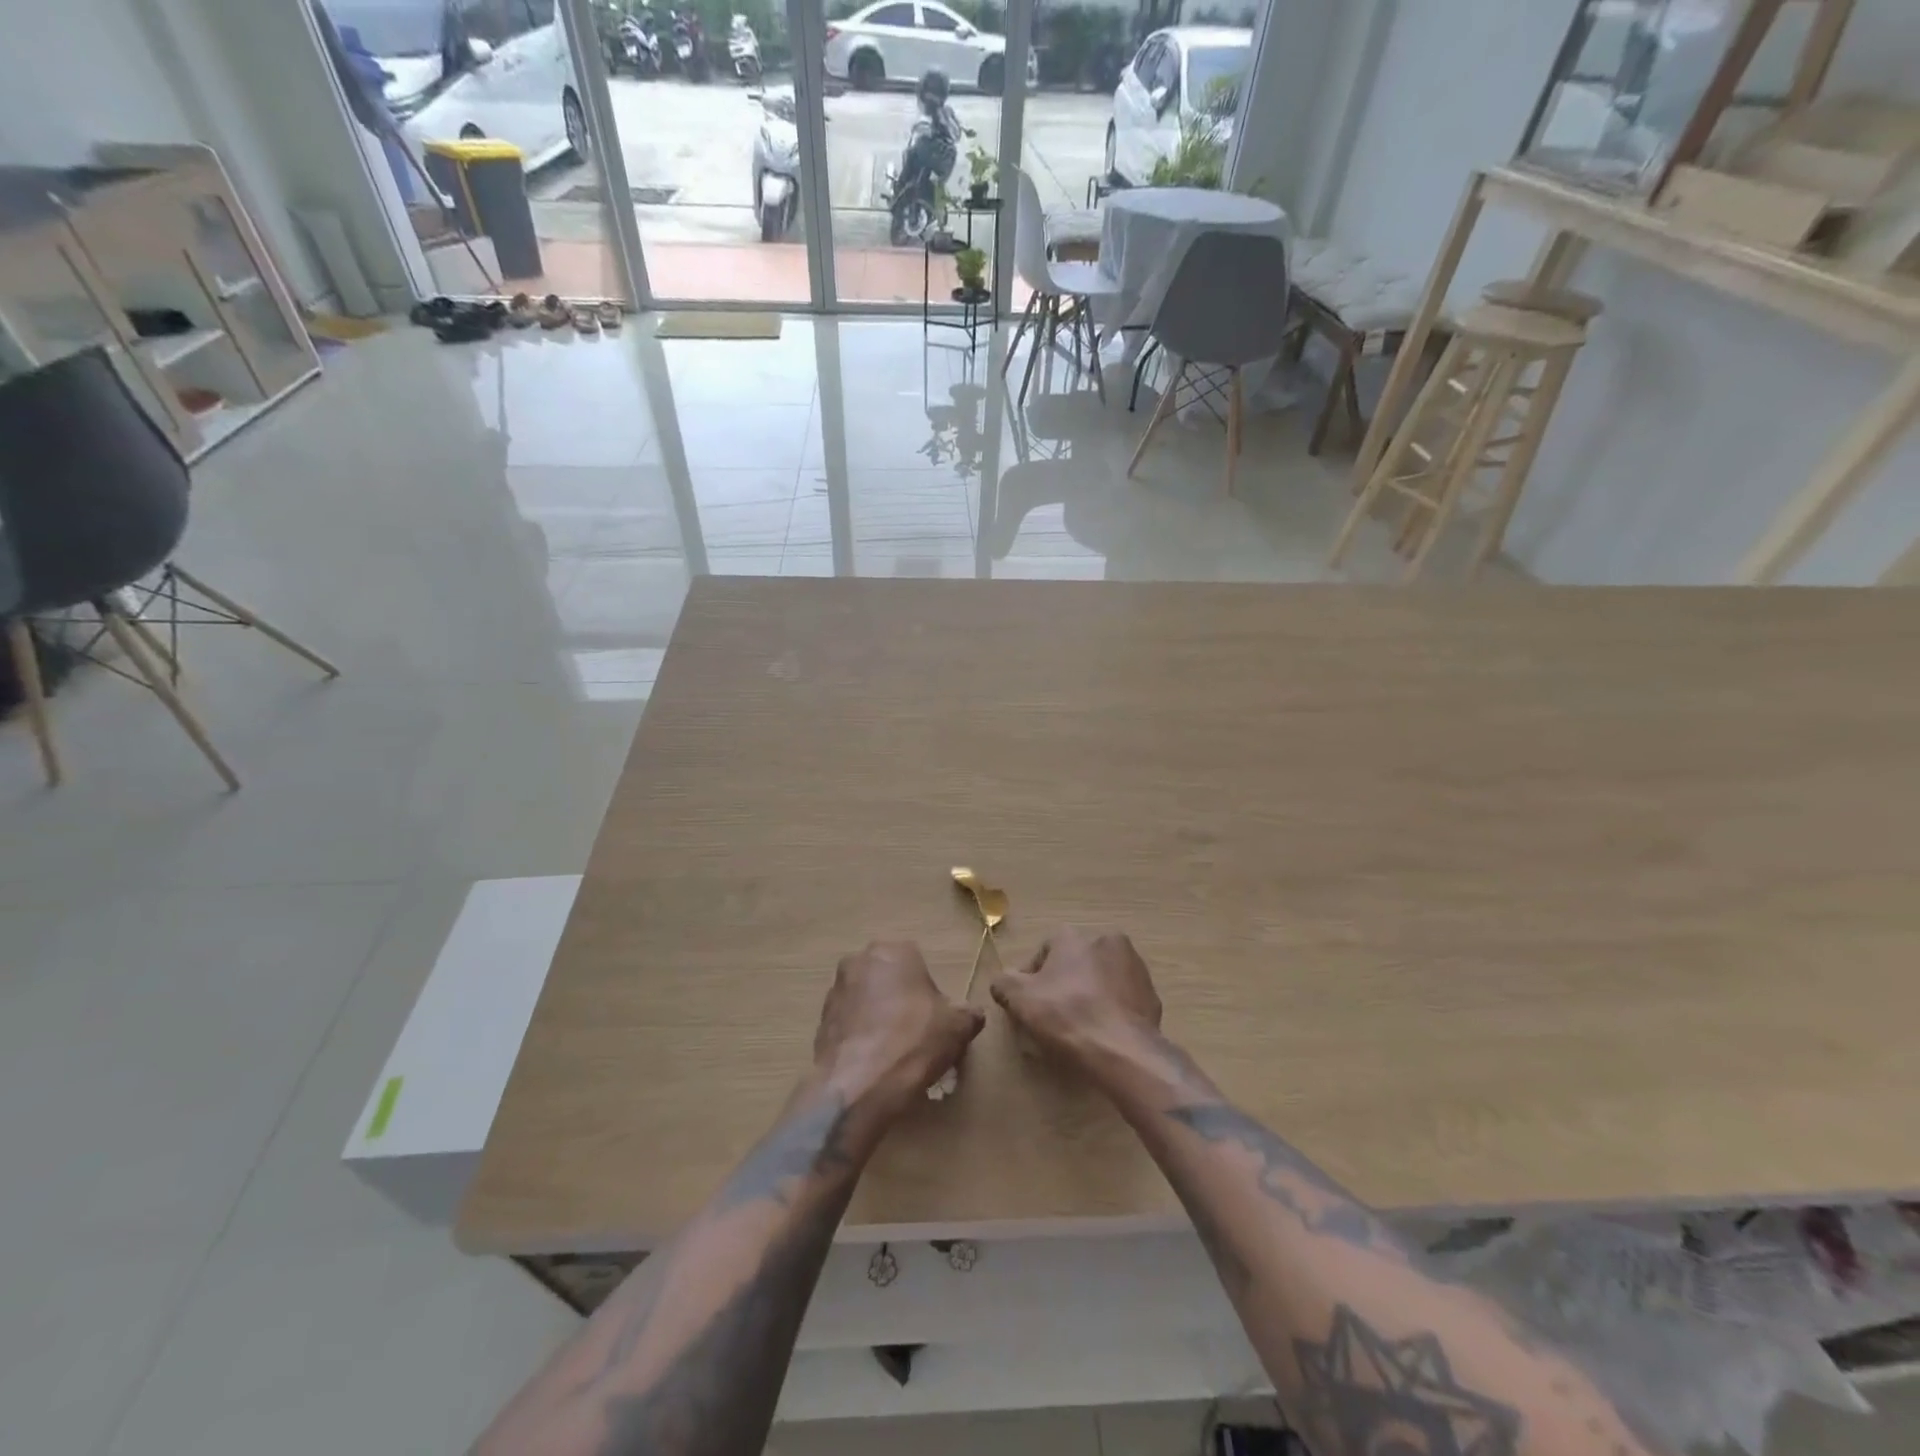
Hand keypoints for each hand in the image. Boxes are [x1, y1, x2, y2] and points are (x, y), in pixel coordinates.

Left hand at [813, 942, 984, 1116]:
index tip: (935, 1018)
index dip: (929, 992)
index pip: (918, 963)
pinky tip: (872, 1062)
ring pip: (866, 999)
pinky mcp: (820, 1020)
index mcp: (894, 951)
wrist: (860, 1084)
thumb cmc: (914, 1042)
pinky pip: (848, 1023)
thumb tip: (972, 1014)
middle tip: (915, 1032)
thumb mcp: (958, 1027)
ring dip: (877, 1016)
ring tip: (893, 1051)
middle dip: (900, 999)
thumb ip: (969, 1014)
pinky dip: (860, 1036)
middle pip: (889, 978)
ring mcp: (836, 990)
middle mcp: (860, 961)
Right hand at [991, 928, 1161, 1067]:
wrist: (1123, 1051)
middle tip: (1052, 1016)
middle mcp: (1107, 941)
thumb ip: (1004, 983)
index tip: (1028, 1005)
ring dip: (1089, 996)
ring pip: (1101, 980)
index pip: (1044, 952)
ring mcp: (1135, 968)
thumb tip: (1003, 981)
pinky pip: (1123, 1000)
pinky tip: (1102, 1035)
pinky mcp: (1152, 996)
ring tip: (1079, 1029)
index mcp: (1074, 937)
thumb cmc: (1066, 1016)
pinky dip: (1112, 1012)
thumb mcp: (1020, 999)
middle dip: (1063, 985)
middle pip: (1074, 964)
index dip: (1031, 979)